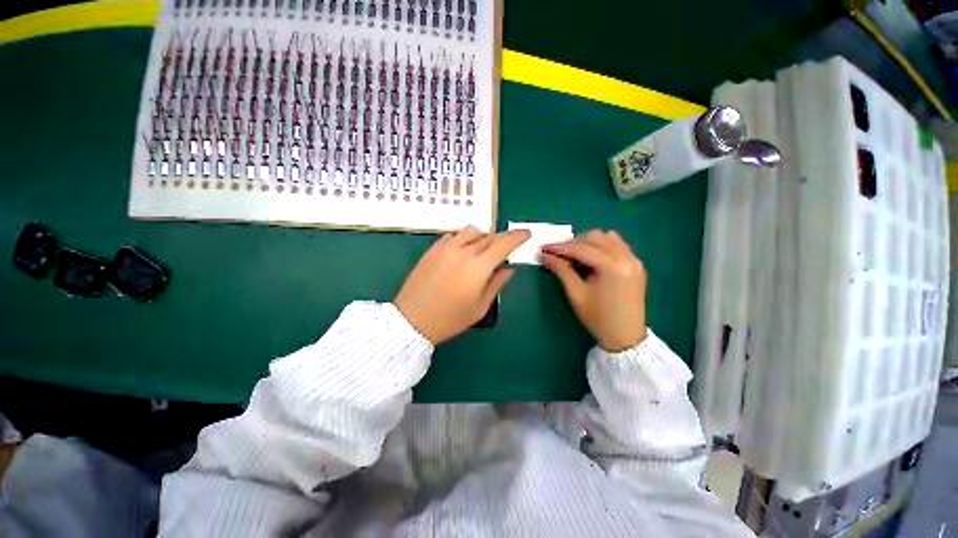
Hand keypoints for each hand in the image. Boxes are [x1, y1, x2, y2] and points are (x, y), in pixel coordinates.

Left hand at [394, 226, 530, 344]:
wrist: (411, 320)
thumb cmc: (449, 319)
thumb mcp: (479, 308)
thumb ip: (496, 284)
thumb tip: (509, 269)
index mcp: (478, 268)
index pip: (503, 244)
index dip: (517, 237)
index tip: (526, 234)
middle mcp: (463, 252)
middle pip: (489, 236)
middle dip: (502, 239)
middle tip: (506, 247)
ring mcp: (445, 248)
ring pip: (471, 231)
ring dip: (482, 237)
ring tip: (483, 250)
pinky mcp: (432, 249)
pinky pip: (453, 236)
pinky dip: (463, 240)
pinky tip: (462, 252)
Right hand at [541, 230, 646, 351]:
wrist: (625, 337)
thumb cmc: (598, 318)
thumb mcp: (576, 293)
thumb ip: (561, 270)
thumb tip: (545, 255)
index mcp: (612, 266)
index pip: (581, 248)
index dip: (560, 247)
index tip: (544, 248)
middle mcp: (626, 257)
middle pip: (595, 237)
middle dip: (574, 243)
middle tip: (559, 255)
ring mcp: (634, 260)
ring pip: (607, 238)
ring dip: (588, 243)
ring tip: (576, 257)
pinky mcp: (637, 264)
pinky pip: (617, 245)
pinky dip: (602, 247)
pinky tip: (592, 260)